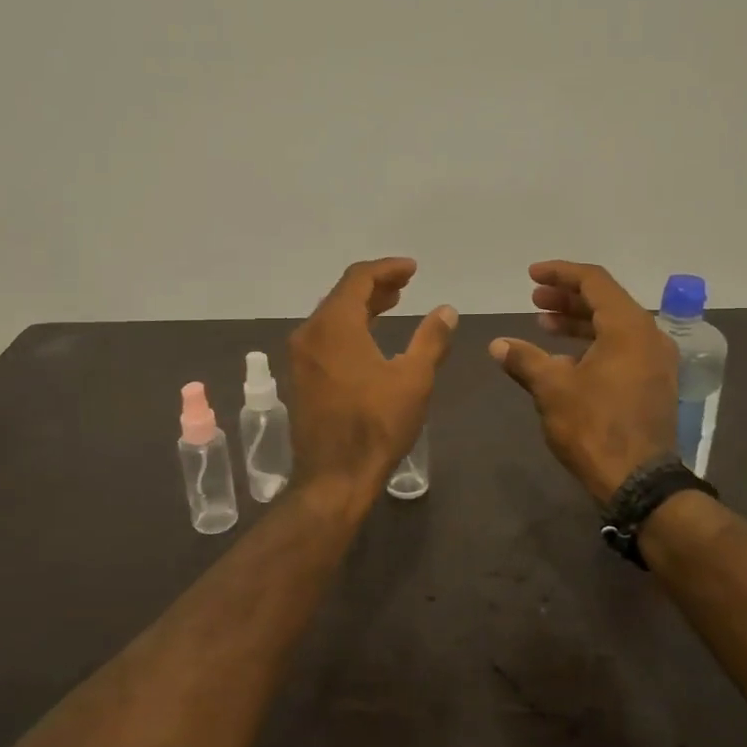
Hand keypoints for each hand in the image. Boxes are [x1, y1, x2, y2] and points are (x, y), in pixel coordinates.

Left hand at [289, 258, 456, 502]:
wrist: (334, 477)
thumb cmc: (377, 425)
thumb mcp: (414, 379)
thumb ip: (431, 339)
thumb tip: (446, 310)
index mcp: (334, 326)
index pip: (358, 278)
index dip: (387, 269)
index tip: (412, 269)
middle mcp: (309, 334)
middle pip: (342, 295)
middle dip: (375, 286)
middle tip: (405, 285)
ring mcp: (300, 357)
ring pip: (331, 317)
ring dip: (361, 307)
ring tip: (391, 305)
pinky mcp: (299, 377)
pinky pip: (324, 337)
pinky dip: (348, 328)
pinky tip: (369, 339)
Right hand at [490, 260, 676, 504]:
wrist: (638, 481)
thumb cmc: (594, 426)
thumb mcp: (552, 388)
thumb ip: (524, 359)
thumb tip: (498, 344)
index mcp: (629, 327)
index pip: (594, 281)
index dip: (560, 274)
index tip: (531, 276)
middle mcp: (649, 337)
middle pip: (606, 301)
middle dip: (567, 298)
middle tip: (534, 300)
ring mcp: (655, 362)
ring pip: (614, 327)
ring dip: (578, 322)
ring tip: (543, 325)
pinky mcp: (653, 384)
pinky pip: (621, 349)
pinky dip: (592, 344)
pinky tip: (564, 359)